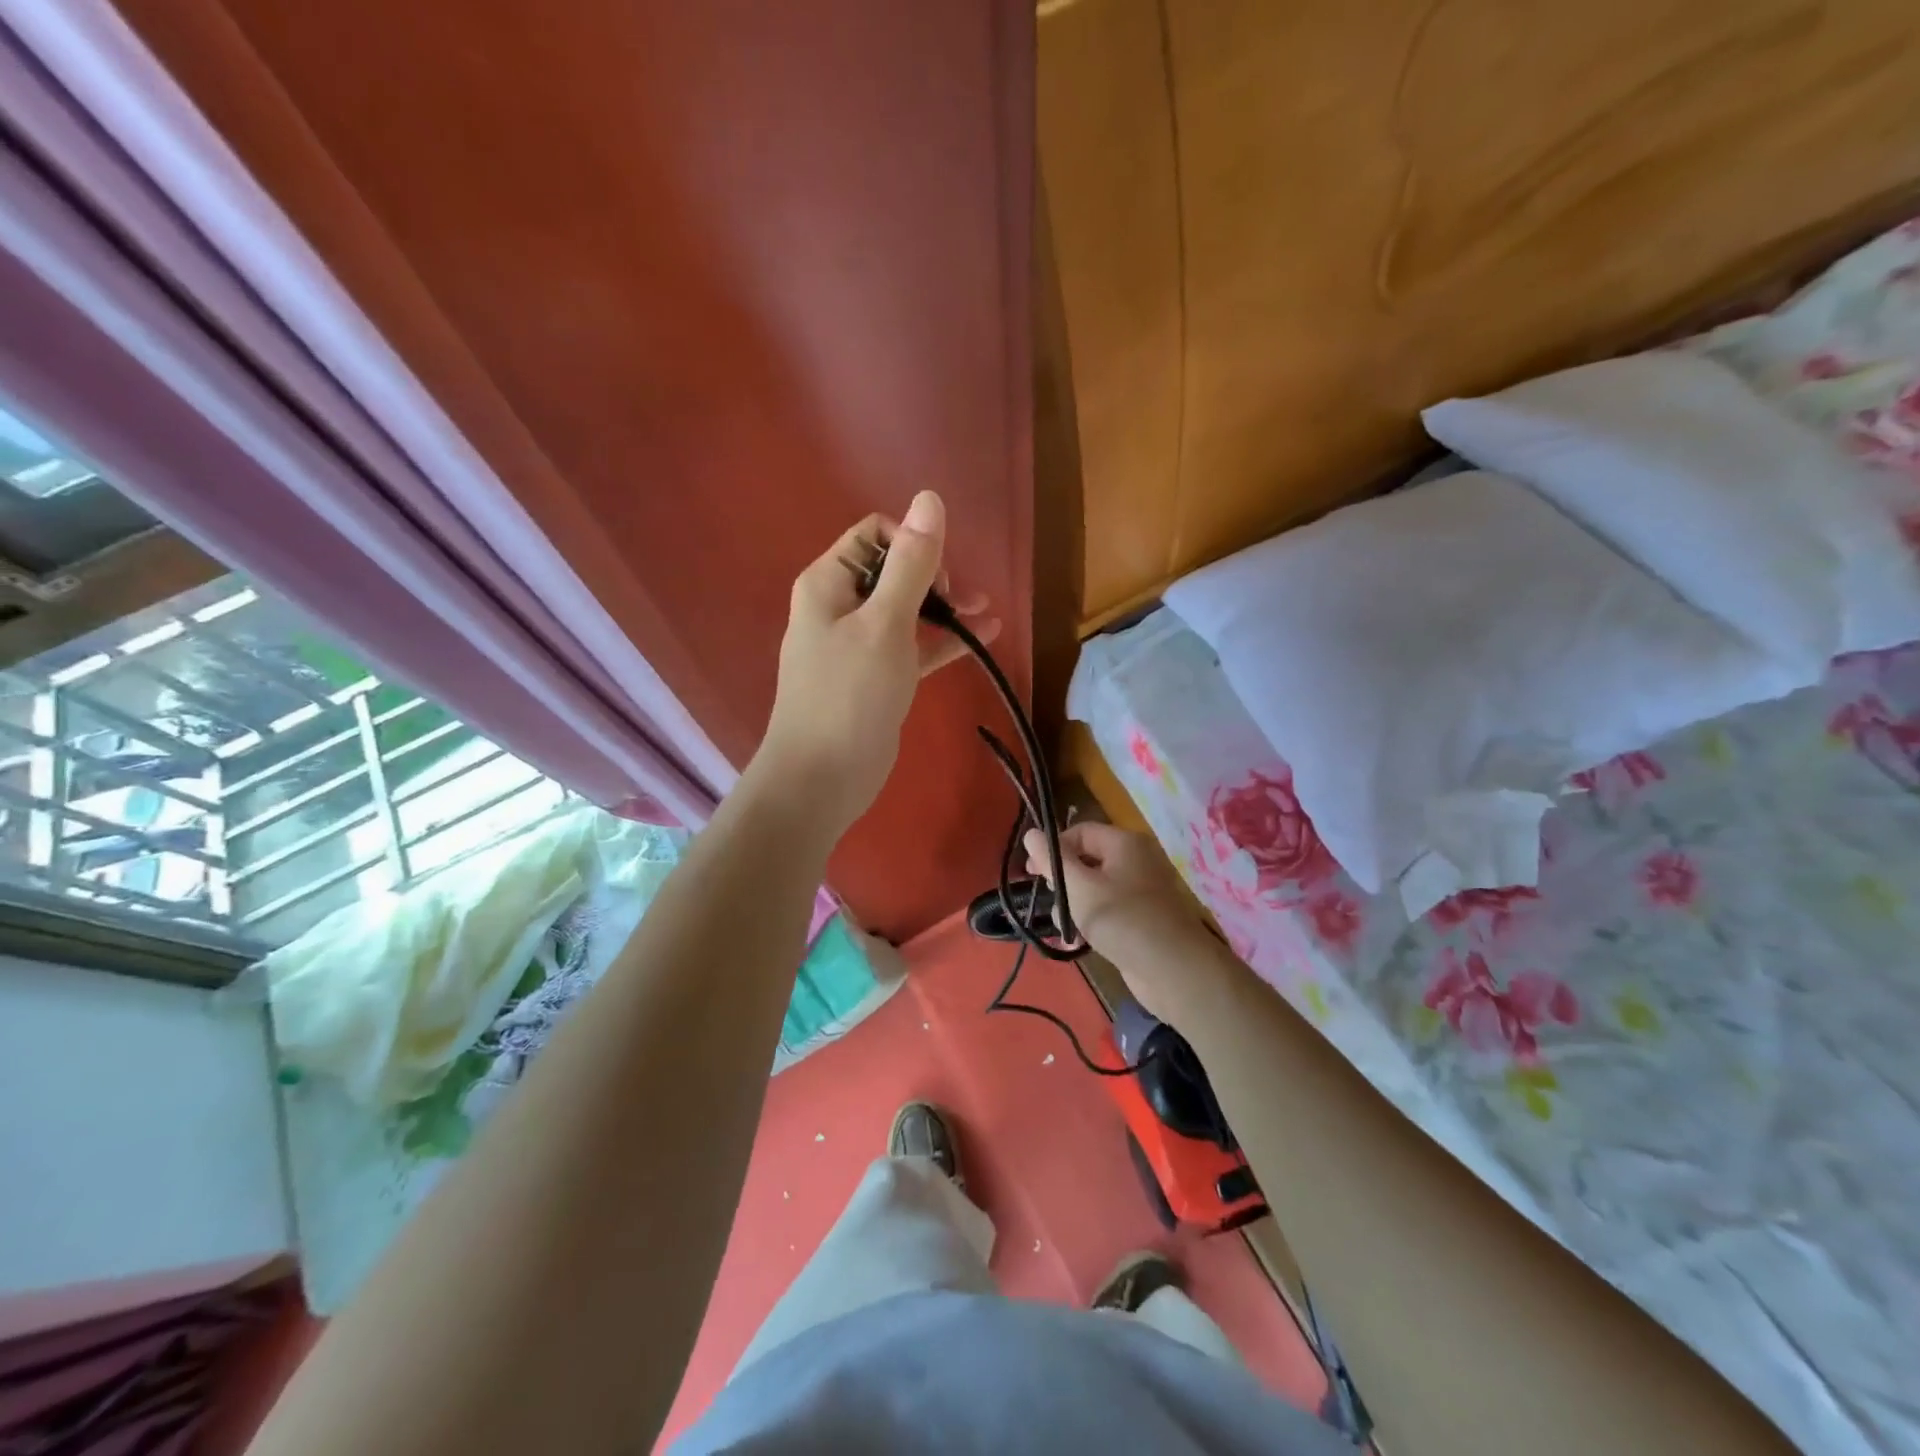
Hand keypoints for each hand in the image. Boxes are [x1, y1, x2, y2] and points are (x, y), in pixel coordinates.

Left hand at [756, 491, 997, 834]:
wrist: (822, 778)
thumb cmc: (849, 695)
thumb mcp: (884, 624)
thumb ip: (910, 564)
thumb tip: (929, 498)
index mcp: (829, 583)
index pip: (874, 534)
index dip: (912, 544)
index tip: (937, 579)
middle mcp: (840, 606)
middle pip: (894, 570)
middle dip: (936, 577)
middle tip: (962, 603)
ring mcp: (858, 645)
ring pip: (908, 610)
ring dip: (946, 608)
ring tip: (987, 617)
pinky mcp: (877, 678)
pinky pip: (913, 646)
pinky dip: (943, 641)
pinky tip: (984, 638)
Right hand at [1023, 822, 1232, 1022]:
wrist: (1175, 972)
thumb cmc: (1123, 920)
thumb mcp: (1079, 888)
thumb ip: (1052, 860)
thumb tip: (1031, 833)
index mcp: (1125, 843)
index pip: (1080, 832)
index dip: (1054, 848)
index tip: (1031, 873)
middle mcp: (1135, 861)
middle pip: (1086, 860)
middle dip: (1063, 883)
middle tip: (1054, 904)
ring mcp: (1141, 892)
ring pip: (1094, 889)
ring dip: (1074, 907)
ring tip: (1068, 929)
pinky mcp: (1142, 919)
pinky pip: (1107, 911)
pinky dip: (1091, 922)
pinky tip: (1079, 941)